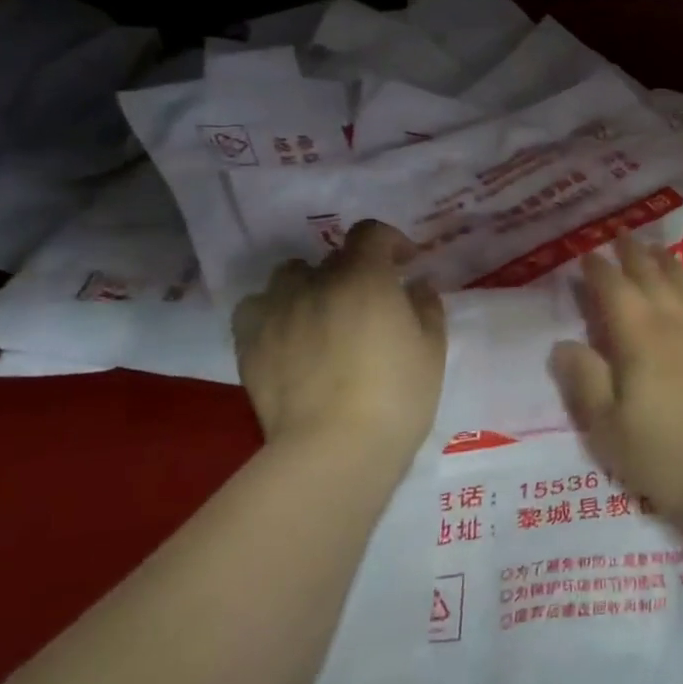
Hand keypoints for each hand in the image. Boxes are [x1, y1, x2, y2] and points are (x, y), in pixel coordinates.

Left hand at [232, 220, 446, 456]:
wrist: (335, 450)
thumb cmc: (398, 396)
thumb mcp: (432, 348)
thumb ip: (427, 306)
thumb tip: (416, 286)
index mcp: (365, 278)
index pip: (371, 233)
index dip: (391, 241)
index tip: (406, 262)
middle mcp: (316, 283)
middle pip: (332, 256)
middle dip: (355, 268)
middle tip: (369, 299)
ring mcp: (278, 311)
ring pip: (289, 276)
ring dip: (309, 283)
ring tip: (323, 310)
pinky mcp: (250, 343)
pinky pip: (256, 307)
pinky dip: (274, 310)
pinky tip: (288, 332)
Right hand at [548, 235, 682, 533]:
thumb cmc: (673, 456)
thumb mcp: (611, 431)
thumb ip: (585, 383)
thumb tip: (562, 344)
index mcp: (639, 338)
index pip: (614, 290)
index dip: (599, 270)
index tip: (588, 254)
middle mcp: (677, 321)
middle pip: (652, 276)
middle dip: (633, 255)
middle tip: (623, 236)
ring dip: (670, 263)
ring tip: (658, 249)